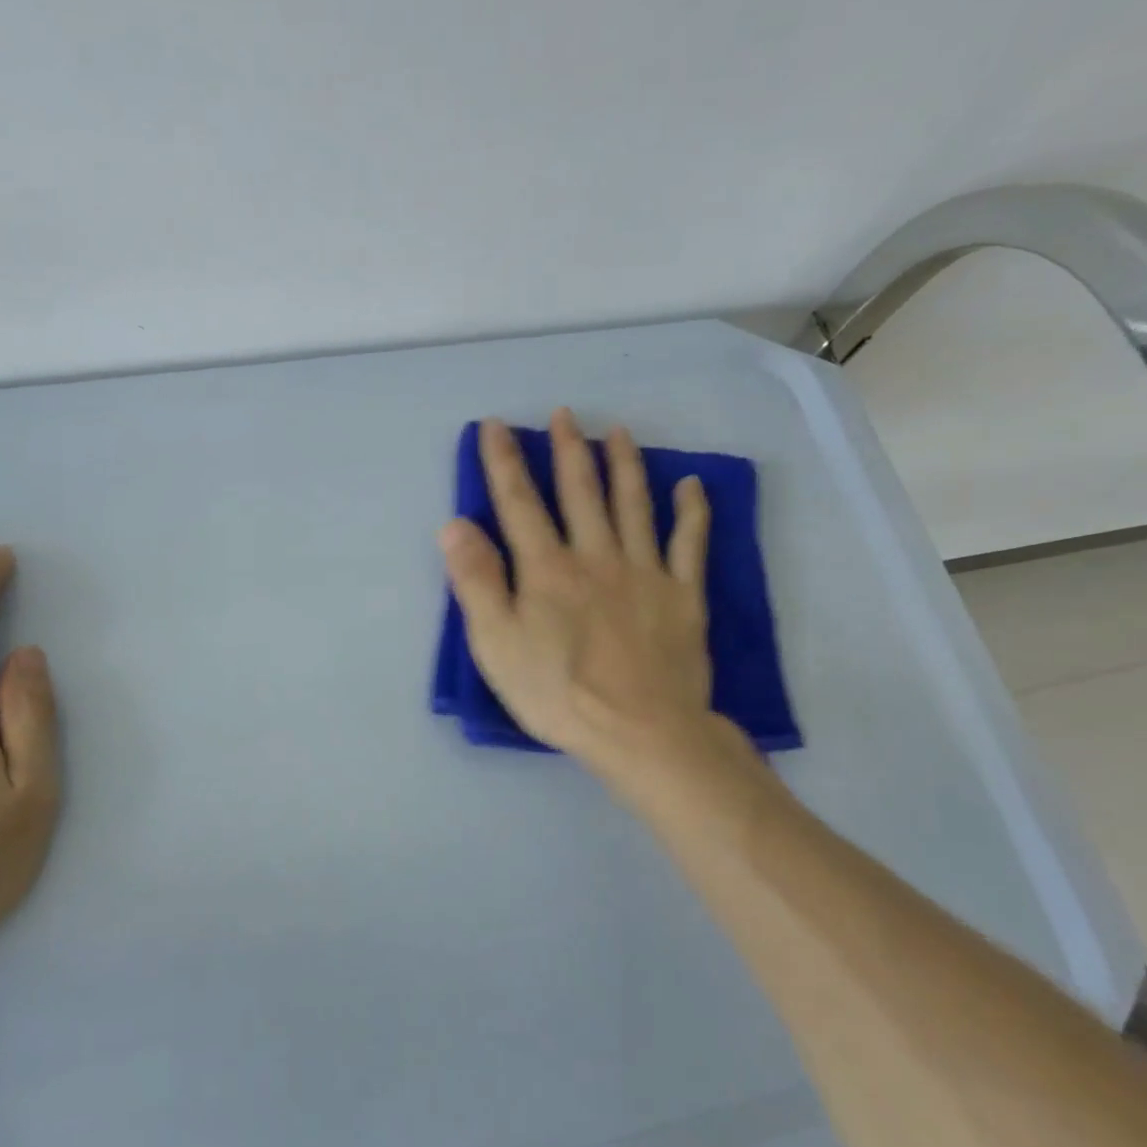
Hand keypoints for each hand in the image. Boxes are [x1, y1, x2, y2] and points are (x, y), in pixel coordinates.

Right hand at [440, 411, 748, 782]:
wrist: (640, 732)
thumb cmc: (557, 693)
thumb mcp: (496, 644)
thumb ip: (475, 582)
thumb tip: (454, 525)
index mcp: (546, 568)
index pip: (519, 503)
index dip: (503, 461)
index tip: (494, 426)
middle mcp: (595, 556)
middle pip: (580, 492)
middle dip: (569, 449)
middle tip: (565, 413)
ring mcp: (644, 572)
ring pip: (634, 505)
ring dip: (625, 465)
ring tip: (619, 432)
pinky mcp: (683, 595)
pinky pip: (690, 544)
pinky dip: (691, 512)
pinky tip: (691, 486)